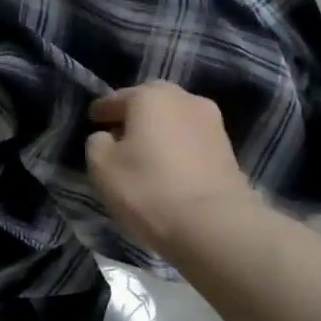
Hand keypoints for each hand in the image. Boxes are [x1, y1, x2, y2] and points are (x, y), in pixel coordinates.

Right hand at [85, 82, 253, 255]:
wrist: (215, 224)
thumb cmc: (149, 188)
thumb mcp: (102, 167)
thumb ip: (96, 143)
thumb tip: (107, 137)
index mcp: (150, 96)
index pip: (116, 99)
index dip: (101, 110)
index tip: (92, 120)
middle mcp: (184, 99)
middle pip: (151, 104)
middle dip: (134, 117)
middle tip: (118, 135)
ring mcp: (212, 122)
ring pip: (174, 121)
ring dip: (159, 132)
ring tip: (144, 154)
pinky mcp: (228, 149)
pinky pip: (191, 141)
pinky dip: (177, 148)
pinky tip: (169, 167)